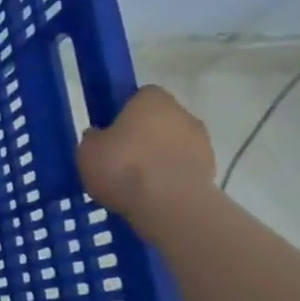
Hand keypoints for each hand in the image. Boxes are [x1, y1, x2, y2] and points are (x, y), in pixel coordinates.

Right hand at [76, 85, 215, 236]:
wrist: (170, 204)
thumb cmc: (123, 166)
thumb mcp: (88, 151)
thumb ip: (94, 139)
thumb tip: (99, 136)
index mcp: (152, 99)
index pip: (140, 96)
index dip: (125, 112)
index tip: (112, 131)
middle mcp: (182, 113)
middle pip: (160, 120)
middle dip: (145, 135)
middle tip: (121, 157)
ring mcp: (202, 142)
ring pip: (174, 144)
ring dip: (160, 157)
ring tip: (137, 182)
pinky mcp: (211, 170)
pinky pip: (183, 168)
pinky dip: (171, 177)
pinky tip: (153, 194)